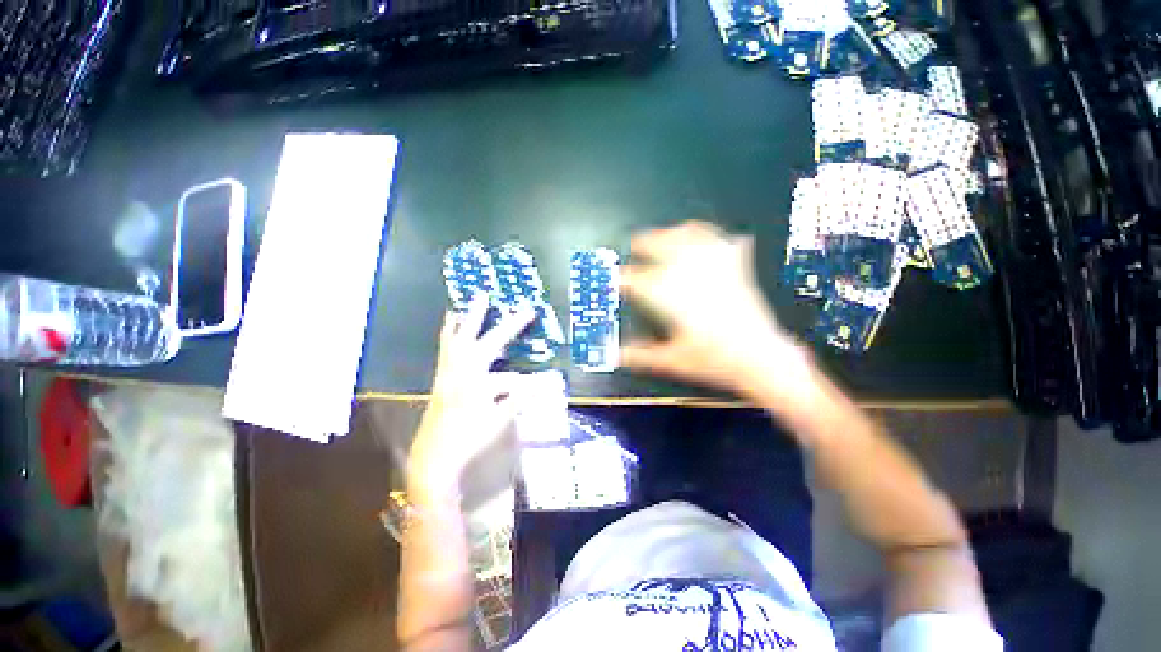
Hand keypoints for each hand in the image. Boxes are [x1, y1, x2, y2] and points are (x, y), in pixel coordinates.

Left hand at [409, 297, 534, 499]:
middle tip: (484, 294)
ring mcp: (445, 375)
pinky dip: (447, 339)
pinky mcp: (440, 382)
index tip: (528, 311)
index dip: (514, 326)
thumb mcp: (500, 418)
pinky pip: (443, 353)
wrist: (436, 458)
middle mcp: (457, 371)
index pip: (499, 345)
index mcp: (474, 376)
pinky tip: (449, 334)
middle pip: (471, 336)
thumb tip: (545, 381)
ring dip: (458, 324)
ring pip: (450, 343)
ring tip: (458, 307)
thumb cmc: (469, 438)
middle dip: (481, 315)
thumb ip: (521, 397)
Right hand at [620, 221, 809, 398]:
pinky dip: (709, 234)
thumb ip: (640, 356)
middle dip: (645, 243)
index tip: (616, 277)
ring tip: (665, 234)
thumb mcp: (671, 361)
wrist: (761, 359)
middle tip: (636, 245)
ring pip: (690, 236)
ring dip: (674, 233)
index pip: (638, 280)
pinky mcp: (736, 269)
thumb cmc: (715, 360)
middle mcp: (691, 276)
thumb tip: (616, 354)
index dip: (623, 277)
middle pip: (662, 246)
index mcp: (672, 297)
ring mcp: (715, 269)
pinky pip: (720, 240)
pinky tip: (704, 235)